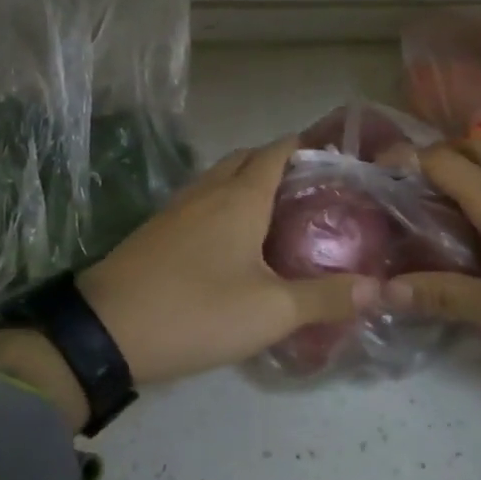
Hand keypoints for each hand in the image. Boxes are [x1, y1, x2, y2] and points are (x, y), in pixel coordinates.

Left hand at [75, 138, 378, 385]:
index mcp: (240, 196)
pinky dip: (224, 203)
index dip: (307, 147)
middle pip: (247, 157)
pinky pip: (201, 200)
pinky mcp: (157, 230)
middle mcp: (208, 190)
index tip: (336, 160)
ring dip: (248, 181)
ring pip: (220, 178)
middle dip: (279, 162)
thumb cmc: (196, 311)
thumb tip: (377, 288)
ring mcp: (177, 208)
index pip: (278, 150)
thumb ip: (325, 298)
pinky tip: (233, 240)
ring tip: (278, 212)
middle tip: (311, 190)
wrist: (103, 332)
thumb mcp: (270, 311)